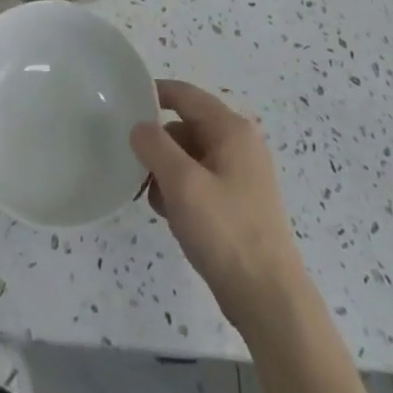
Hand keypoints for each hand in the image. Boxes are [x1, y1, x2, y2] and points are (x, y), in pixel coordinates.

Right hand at [131, 80, 308, 329]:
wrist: (268, 298)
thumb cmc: (225, 231)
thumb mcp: (182, 183)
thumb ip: (154, 146)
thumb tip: (139, 127)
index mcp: (231, 129)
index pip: (185, 95)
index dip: (154, 94)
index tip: (123, 104)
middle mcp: (240, 144)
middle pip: (186, 126)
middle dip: (159, 144)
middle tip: (134, 166)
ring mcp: (241, 175)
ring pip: (191, 156)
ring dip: (167, 171)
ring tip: (153, 198)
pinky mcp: (238, 203)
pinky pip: (200, 181)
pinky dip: (181, 190)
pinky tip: (170, 214)